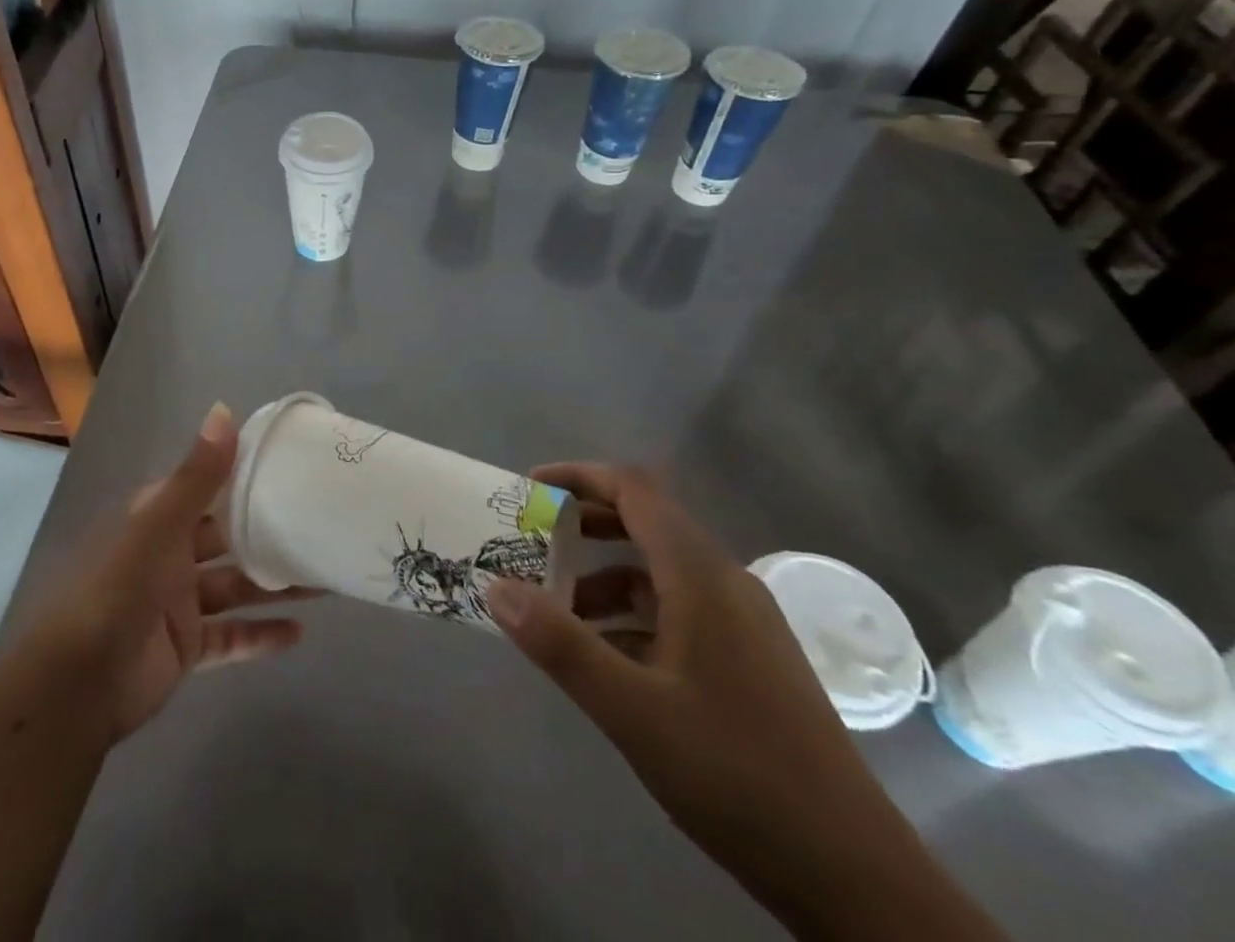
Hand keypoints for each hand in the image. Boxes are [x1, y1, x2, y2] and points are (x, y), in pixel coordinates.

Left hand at [27, 402, 311, 743]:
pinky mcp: (186, 645)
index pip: (208, 486)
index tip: (291, 466)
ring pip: (236, 585)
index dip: (245, 474)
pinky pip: (231, 636)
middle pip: (229, 536)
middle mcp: (170, 552)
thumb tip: (224, 411)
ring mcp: (178, 601)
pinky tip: (299, 633)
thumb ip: (196, 476)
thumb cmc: (118, 592)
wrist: (78, 687)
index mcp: (159, 517)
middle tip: (319, 527)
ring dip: (275, 584)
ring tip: (326, 581)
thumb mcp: (159, 528)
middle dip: (269, 533)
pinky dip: (261, 635)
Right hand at [484, 464, 1006, 941]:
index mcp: (701, 575)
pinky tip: (607, 659)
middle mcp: (725, 582)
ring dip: (604, 577)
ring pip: (660, 571)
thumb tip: (495, 586)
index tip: (529, 492)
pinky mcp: (750, 660)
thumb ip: (559, 643)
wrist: (857, 878)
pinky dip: (632, 613)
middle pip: (646, 522)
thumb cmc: (736, 773)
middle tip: (531, 545)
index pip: (634, 489)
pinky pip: (678, 609)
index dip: (578, 476)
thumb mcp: (631, 709)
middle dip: (584, 525)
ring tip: (556, 611)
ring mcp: (744, 622)